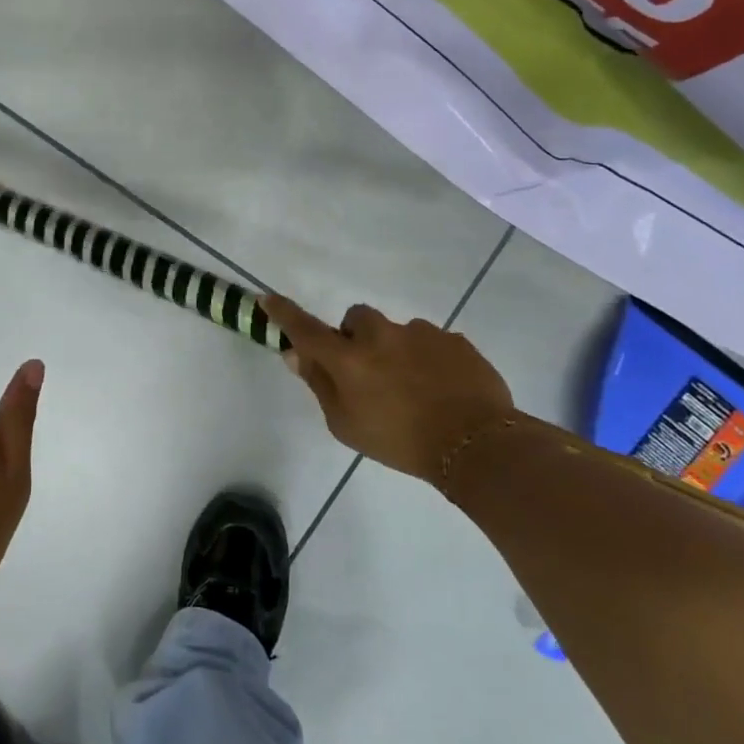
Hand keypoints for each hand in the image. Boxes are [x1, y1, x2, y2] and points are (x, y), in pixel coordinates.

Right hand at [263, 294, 515, 484]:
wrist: (476, 445)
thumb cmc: (400, 442)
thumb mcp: (346, 425)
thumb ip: (319, 385)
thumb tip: (296, 354)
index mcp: (348, 359)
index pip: (306, 328)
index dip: (284, 313)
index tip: (267, 298)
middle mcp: (381, 335)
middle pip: (356, 320)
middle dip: (355, 337)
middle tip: (367, 371)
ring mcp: (421, 333)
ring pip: (396, 332)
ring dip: (395, 350)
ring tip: (414, 389)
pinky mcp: (454, 340)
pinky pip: (431, 343)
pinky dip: (428, 360)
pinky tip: (440, 389)